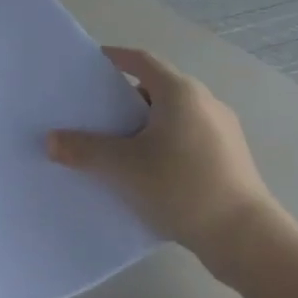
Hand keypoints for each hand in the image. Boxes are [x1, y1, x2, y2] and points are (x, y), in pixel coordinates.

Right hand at [46, 47, 282, 275]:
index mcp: (180, 92)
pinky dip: (162, 143)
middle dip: (123, 98)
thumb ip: (84, 150)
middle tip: (93, 112)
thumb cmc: (182, 187)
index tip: (88, 66)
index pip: (141, 61)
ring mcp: (222, 131)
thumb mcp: (123, 168)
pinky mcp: (229, 158)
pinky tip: (146, 171)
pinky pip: (186, 138)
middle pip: (156, 88)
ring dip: (143, 124)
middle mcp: (205, 102)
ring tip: (115, 145)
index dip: (113, 58)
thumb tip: (51, 140)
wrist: (246, 239)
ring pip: (172, 116)